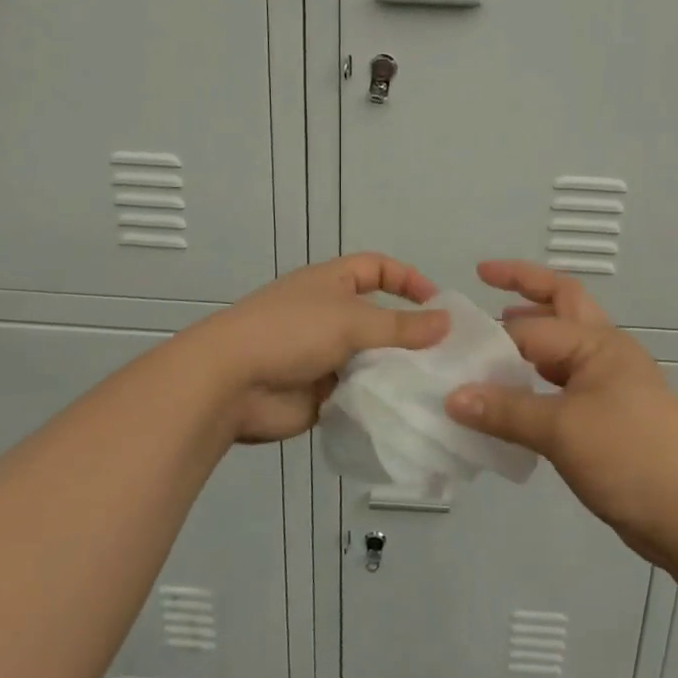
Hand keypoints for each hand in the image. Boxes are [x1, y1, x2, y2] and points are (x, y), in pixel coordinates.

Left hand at [186, 253, 448, 443]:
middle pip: (378, 317)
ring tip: (434, 386)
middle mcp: (328, 315)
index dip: (408, 279)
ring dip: (395, 370)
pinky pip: (357, 392)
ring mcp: (322, 355)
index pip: (377, 268)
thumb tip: (447, 321)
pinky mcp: (319, 393)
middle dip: (409, 333)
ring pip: (370, 359)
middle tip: (447, 355)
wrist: (230, 383)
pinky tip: (405, 409)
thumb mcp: (352, 321)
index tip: (439, 304)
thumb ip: (402, 325)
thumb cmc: (291, 333)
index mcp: (331, 283)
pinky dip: (377, 398)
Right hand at [445, 260, 677, 566]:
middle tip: (485, 276)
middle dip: (525, 285)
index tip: (449, 344)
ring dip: (532, 332)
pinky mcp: (611, 415)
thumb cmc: (630, 458)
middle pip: (562, 302)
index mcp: (598, 343)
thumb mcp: (562, 431)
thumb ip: (505, 411)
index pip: (532, 328)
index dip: (490, 336)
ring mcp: (612, 383)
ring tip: (493, 337)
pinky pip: (566, 381)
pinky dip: (538, 377)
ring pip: (564, 343)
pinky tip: (516, 396)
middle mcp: (606, 351)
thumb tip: (452, 397)